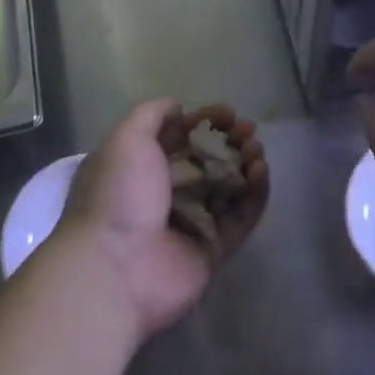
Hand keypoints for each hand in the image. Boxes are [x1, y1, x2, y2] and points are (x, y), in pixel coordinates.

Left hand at [58, 100, 268, 339]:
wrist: (114, 268)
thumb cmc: (118, 195)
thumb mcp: (126, 139)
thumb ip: (151, 115)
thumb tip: (177, 106)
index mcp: (140, 167)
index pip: (180, 137)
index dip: (205, 121)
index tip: (229, 112)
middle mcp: (165, 194)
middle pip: (207, 160)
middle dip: (230, 141)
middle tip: (249, 130)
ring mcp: (190, 224)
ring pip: (227, 188)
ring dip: (245, 164)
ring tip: (256, 150)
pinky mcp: (211, 251)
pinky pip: (239, 218)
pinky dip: (254, 195)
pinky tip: (260, 172)